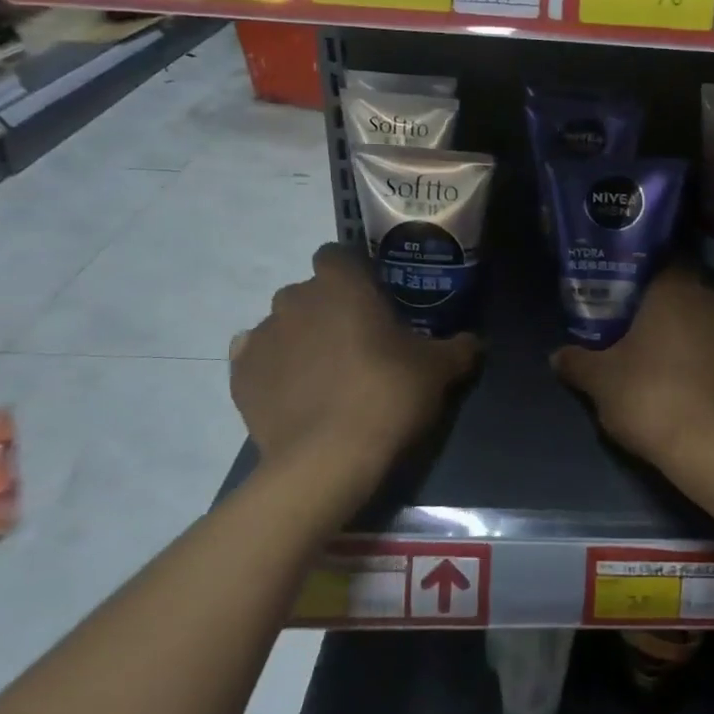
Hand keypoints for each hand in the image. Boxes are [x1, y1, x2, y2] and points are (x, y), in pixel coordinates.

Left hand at [231, 245, 478, 482]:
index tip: (375, 302)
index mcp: (341, 283)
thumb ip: (460, 347)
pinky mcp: (240, 375)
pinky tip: (297, 394)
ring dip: (302, 339)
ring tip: (327, 376)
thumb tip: (473, 342)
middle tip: (359, 344)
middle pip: (311, 292)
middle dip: (330, 310)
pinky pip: (259, 359)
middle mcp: (294, 298)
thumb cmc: (388, 394)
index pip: (339, 255)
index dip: (355, 275)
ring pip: (284, 325)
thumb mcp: (440, 370)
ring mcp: (262, 335)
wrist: (328, 459)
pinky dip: (275, 369)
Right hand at [552, 267, 713, 465]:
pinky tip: (692, 392)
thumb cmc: (649, 396)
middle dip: (668, 312)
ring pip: (710, 327)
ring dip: (693, 339)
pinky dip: (711, 367)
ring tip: (667, 366)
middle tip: (641, 335)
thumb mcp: (600, 380)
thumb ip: (578, 362)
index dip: (645, 280)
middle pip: (688, 297)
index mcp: (678, 291)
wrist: (711, 449)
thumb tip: (558, 356)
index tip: (627, 300)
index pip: (664, 265)